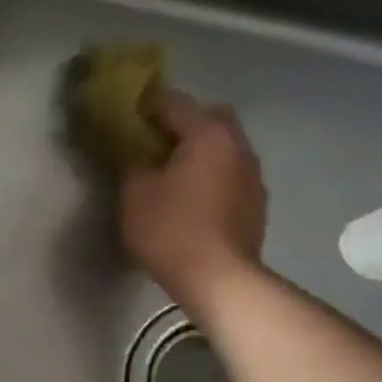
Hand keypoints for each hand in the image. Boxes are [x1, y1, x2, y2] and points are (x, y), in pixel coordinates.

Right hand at [120, 93, 267, 311]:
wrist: (219, 280)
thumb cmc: (171, 229)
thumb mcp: (135, 192)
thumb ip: (131, 160)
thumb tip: (132, 147)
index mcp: (208, 134)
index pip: (174, 102)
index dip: (145, 106)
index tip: (124, 118)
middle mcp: (238, 146)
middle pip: (209, 118)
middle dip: (181, 125)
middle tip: (152, 145)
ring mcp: (253, 175)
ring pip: (223, 147)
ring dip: (199, 152)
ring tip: (171, 175)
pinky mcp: (256, 204)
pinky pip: (230, 174)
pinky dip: (211, 177)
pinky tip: (192, 200)